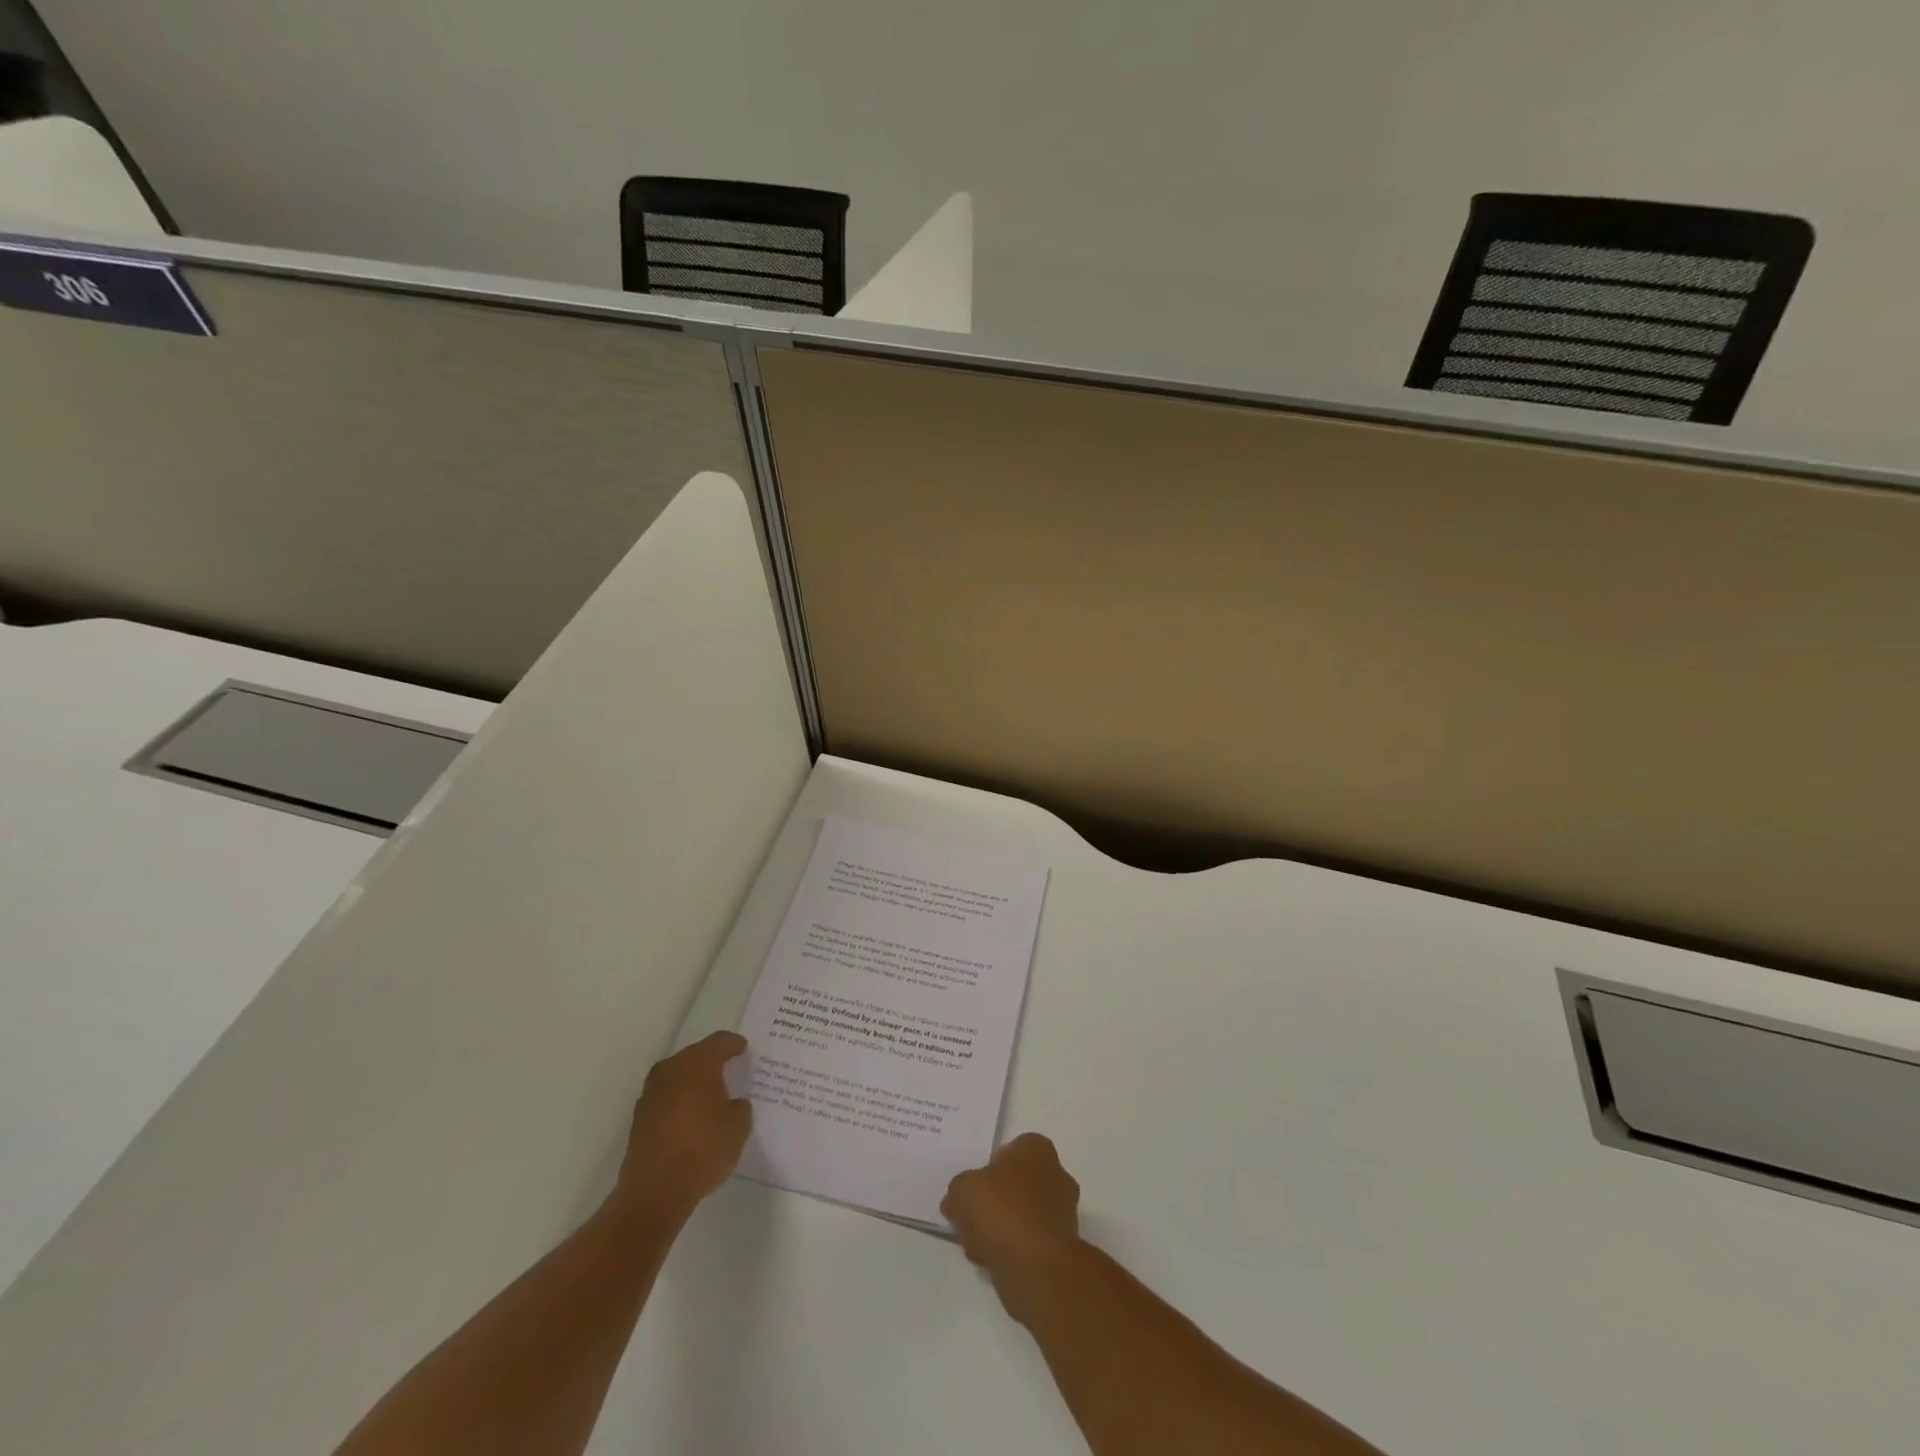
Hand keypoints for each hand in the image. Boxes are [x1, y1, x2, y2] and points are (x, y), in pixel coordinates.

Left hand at [612, 1031, 752, 1223]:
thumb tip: (732, 1104)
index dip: (734, 1044)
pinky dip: (679, 1102)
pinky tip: (690, 1118)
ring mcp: (651, 1094)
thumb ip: (739, 1107)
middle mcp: (671, 1070)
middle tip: (729, 1070)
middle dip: (711, 1061)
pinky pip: (666, 1099)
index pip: (720, 1042)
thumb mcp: (738, 1127)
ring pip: (677, 1077)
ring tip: (710, 1095)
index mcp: (698, 1063)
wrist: (655, 1191)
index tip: (743, 1048)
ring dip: (692, 1082)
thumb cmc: (703, 1149)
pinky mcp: (639, 1119)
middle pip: (695, 1056)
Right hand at [942, 1133, 1082, 1323]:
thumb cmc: (1003, 1212)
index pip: (1008, 1151)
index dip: (986, 1171)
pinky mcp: (1062, 1247)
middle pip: (1014, 1185)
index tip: (972, 1191)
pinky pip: (1028, 1242)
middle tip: (971, 1221)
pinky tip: (992, 1263)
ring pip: (1020, 1215)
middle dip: (992, 1204)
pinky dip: (1012, 1250)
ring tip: (977, 1247)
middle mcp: (1056, 1174)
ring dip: (999, 1229)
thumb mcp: (963, 1190)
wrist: (1037, 1267)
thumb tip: (955, 1202)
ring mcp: (1062, 1212)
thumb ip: (958, 1191)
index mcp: (1037, 1149)